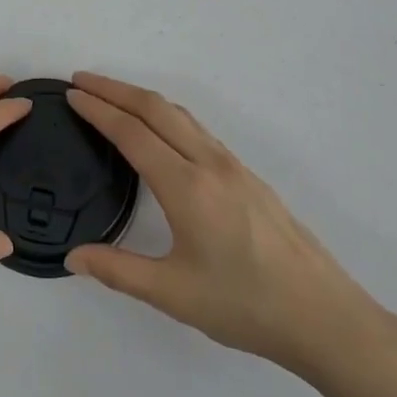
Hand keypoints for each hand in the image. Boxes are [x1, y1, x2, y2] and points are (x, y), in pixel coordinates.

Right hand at [64, 71, 396, 385]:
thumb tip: (72, 258)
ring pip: (180, 114)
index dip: (98, 109)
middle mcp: (209, 163)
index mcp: (186, 186)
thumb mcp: (174, 294)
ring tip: (114, 97)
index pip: (132, 132)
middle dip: (115, 89)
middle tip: (82, 80)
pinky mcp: (248, 176)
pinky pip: (198, 129)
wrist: (324, 316)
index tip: (71, 94)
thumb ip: (118, 271)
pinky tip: (162, 131)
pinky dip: (167, 115)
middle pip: (155, 108)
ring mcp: (232, 165)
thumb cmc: (246, 305)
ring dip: (142, 98)